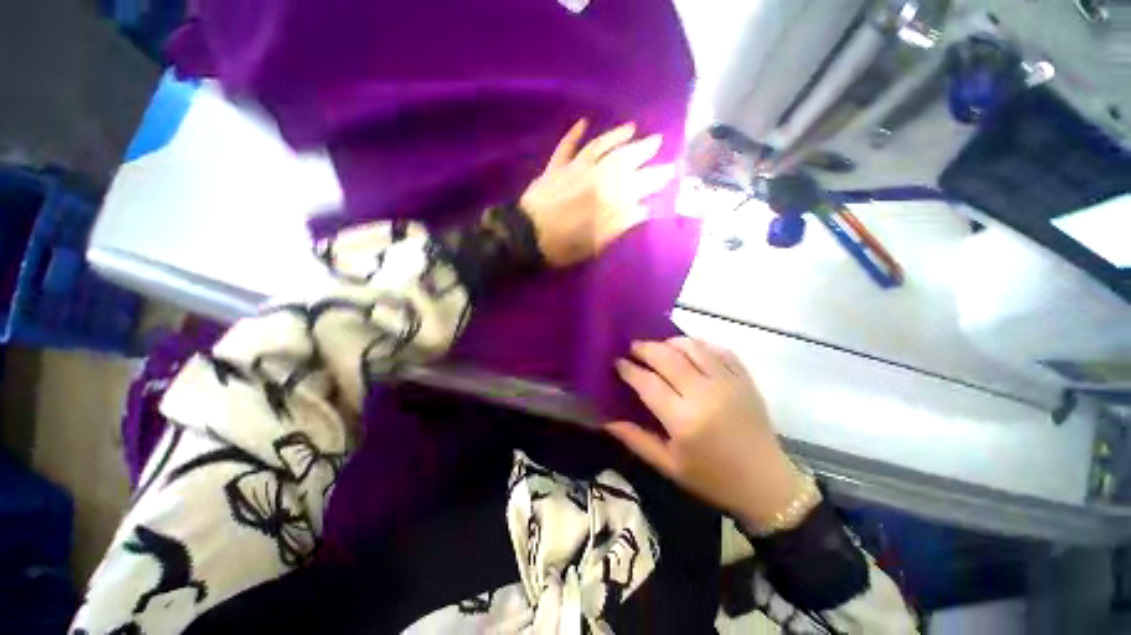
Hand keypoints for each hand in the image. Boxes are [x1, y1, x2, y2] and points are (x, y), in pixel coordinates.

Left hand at [520, 119, 674, 266]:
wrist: (525, 237)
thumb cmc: (562, 246)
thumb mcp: (596, 244)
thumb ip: (620, 225)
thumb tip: (644, 210)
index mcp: (606, 199)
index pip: (638, 184)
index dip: (655, 178)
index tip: (671, 171)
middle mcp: (594, 177)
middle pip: (623, 160)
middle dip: (643, 151)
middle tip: (659, 141)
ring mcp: (573, 169)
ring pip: (599, 146)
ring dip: (616, 135)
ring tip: (632, 127)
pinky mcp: (555, 168)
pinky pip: (565, 147)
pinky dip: (574, 134)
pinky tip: (583, 122)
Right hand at [607, 338, 801, 528]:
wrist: (766, 484)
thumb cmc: (712, 478)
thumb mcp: (668, 465)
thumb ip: (635, 439)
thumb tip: (606, 420)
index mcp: (684, 420)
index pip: (647, 382)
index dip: (629, 369)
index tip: (618, 362)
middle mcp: (705, 394)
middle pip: (668, 357)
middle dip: (645, 348)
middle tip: (633, 348)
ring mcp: (728, 383)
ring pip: (693, 347)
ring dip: (670, 342)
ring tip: (659, 346)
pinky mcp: (745, 379)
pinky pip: (719, 350)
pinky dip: (700, 344)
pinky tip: (690, 348)